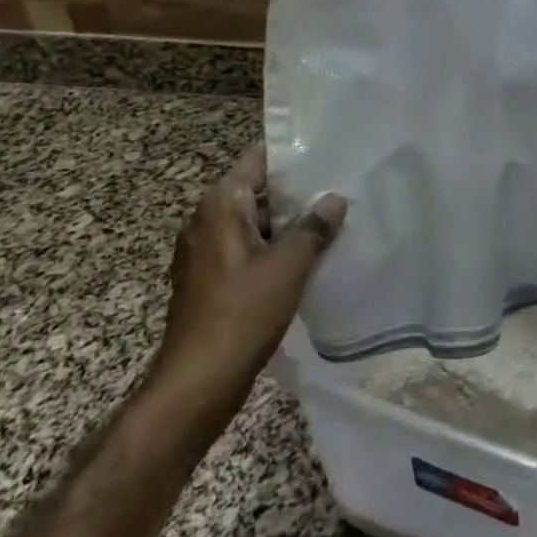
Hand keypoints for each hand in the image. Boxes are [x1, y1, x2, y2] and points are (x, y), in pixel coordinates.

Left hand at [156, 142, 346, 398]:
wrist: (197, 384)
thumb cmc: (242, 313)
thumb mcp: (289, 265)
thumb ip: (314, 227)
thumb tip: (334, 199)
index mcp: (220, 204)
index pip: (258, 159)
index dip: (292, 154)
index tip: (328, 152)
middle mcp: (206, 219)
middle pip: (256, 190)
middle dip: (295, 192)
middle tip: (339, 188)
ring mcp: (204, 251)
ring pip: (253, 222)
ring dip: (286, 223)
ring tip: (330, 221)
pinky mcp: (208, 279)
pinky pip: (245, 248)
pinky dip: (272, 248)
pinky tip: (305, 258)